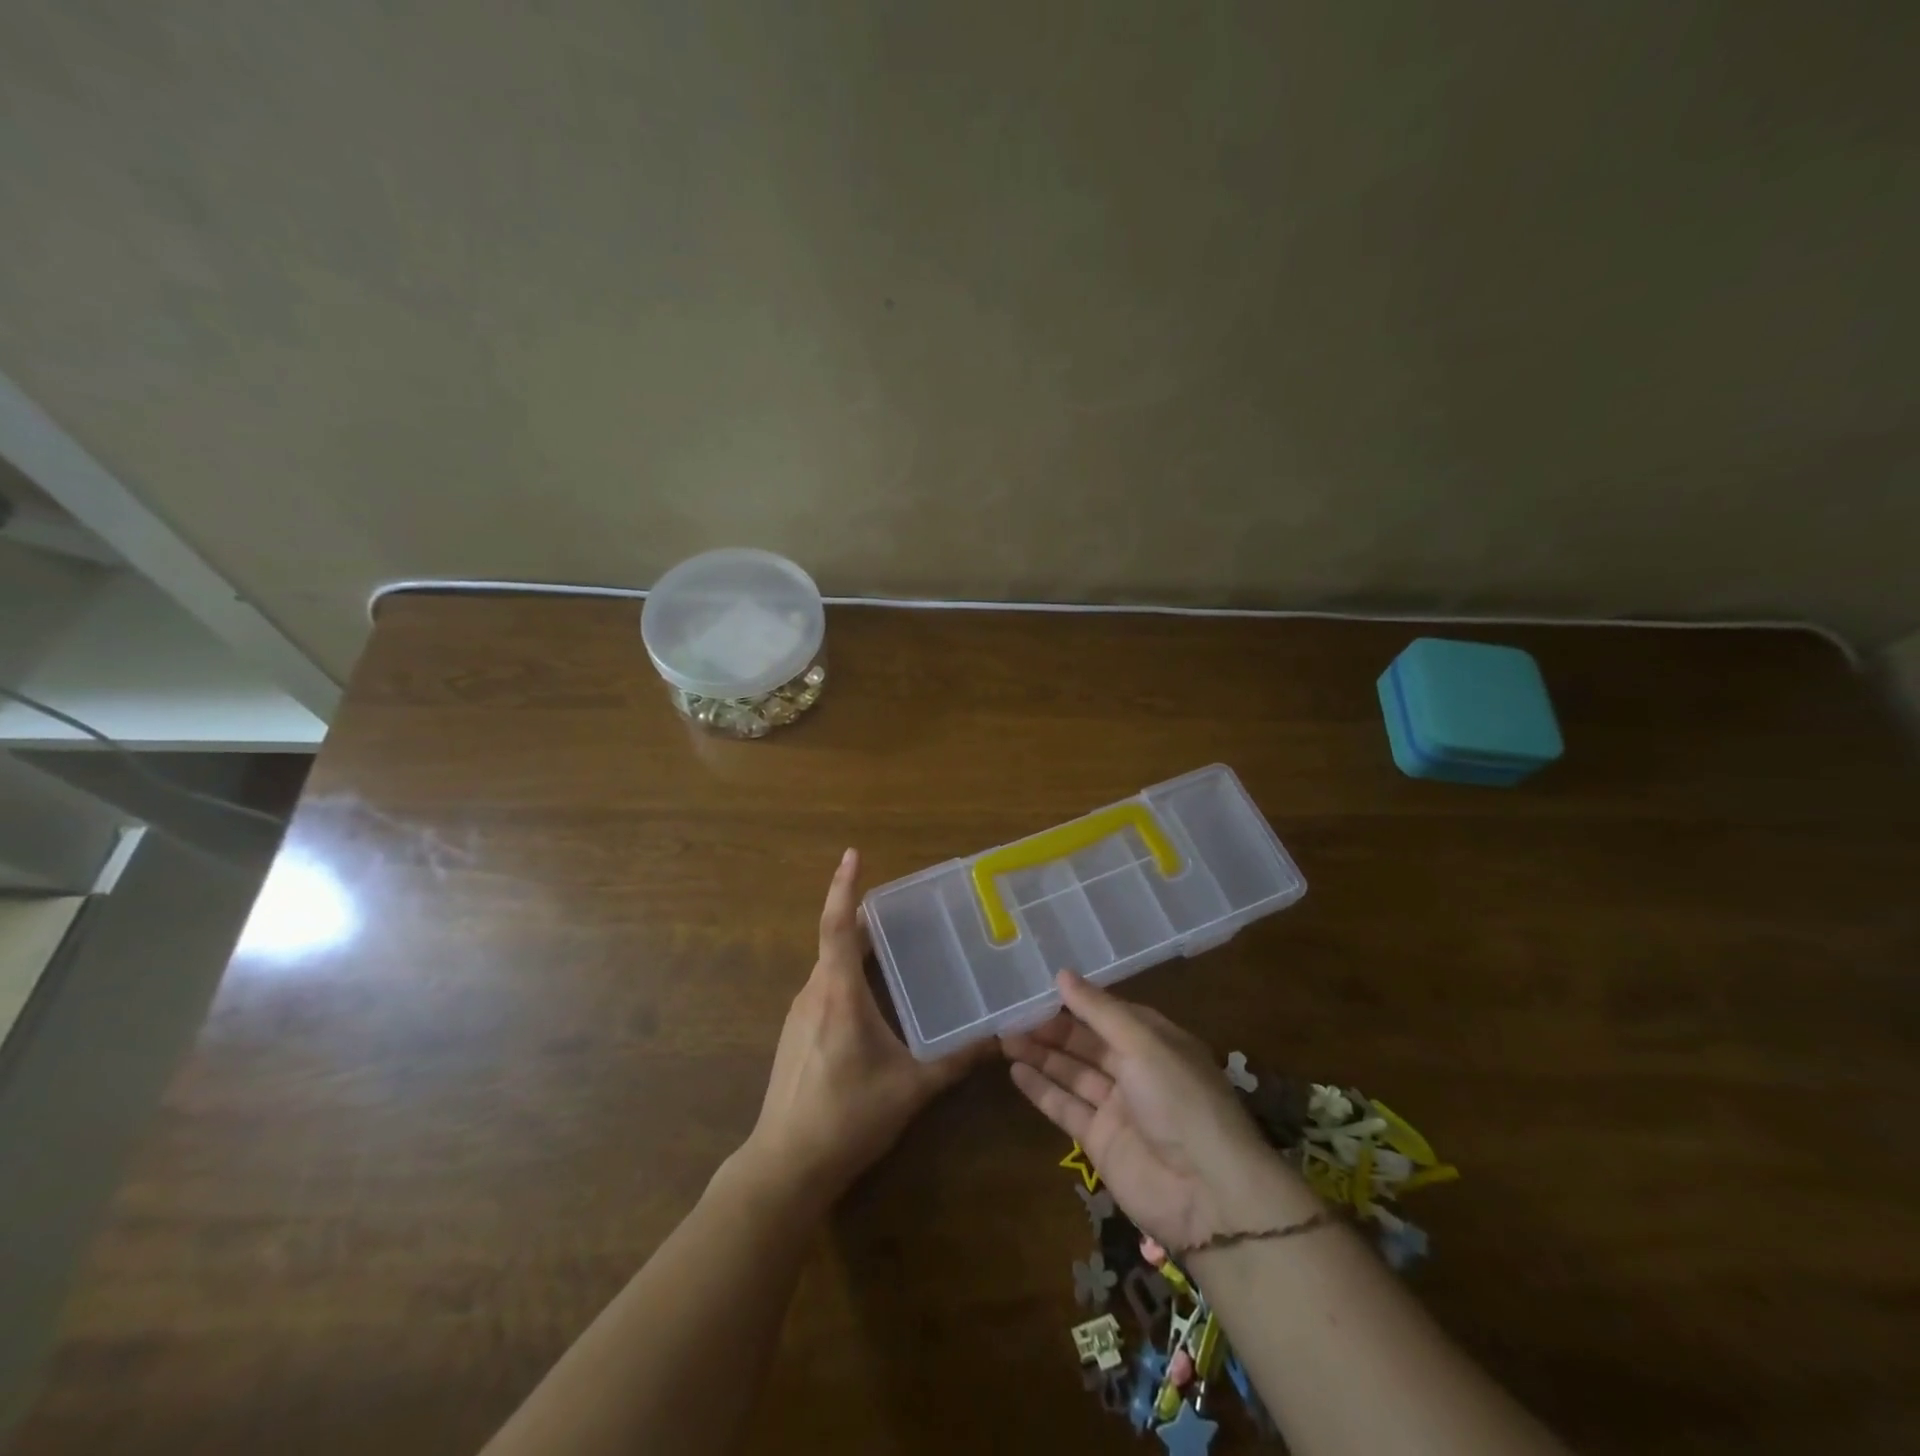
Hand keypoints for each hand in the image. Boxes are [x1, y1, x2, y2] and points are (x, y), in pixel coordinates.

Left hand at [740, 849, 987, 1211]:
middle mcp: (813, 993)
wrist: (784, 1166)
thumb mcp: (910, 1088)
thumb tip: (998, 1039)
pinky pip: (824, 988)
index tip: (853, 854)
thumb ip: (955, 1061)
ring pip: (829, 967)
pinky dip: (846, 976)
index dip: (845, 887)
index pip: (838, 926)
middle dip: (864, 919)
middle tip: (903, 909)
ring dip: (856, 951)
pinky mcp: (795, 1034)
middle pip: (836, 941)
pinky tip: (872, 998)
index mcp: (837, 993)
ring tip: (894, 948)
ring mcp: (799, 1014)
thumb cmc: (847, 1117)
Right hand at [1001, 971, 1313, 1251]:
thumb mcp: (1142, 1043)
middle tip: (1012, 1014)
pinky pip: (1066, 1107)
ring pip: (1072, 1072)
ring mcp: (1117, 1106)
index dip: (1077, 1001)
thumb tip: (1062, 974)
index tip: (1039, 987)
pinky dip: (1041, 1090)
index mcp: (1155, 1041)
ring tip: (1004, 1038)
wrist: (1207, 1192)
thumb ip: (1099, 1011)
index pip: (1110, 1013)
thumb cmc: (1180, 1099)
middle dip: (1052, 1028)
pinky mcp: (1100, 1141)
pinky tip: (1015, 1071)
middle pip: (1087, 1042)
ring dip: (1041, 1055)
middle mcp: (1136, 1069)